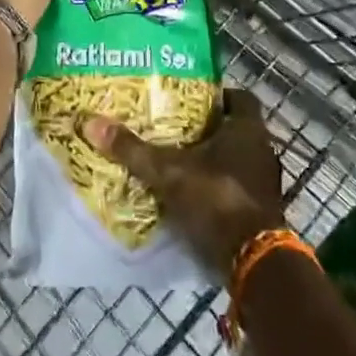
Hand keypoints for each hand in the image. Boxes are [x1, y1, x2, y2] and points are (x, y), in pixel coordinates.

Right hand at [82, 90, 286, 274]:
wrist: (252, 260)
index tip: (190, 97)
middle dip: (208, 128)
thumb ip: (132, 149)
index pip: (240, 97)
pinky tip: (191, 193)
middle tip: (174, 126)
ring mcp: (264, 183)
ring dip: (213, 160)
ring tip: (177, 159)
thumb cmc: (216, 198)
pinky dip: (217, 187)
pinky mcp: (261, 212)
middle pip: (235, 129)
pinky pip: (236, 188)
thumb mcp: (168, 171)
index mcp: (248, 129)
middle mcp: (262, 151)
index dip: (218, 95)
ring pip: (237, 160)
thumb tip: (91, 121)